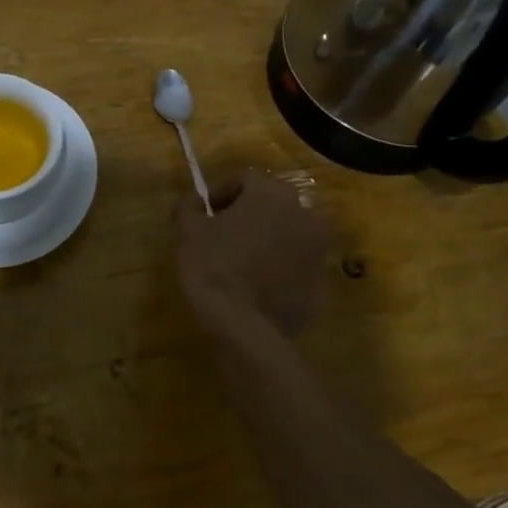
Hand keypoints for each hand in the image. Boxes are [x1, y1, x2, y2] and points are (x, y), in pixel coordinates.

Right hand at [175, 169, 332, 335]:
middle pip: (272, 204)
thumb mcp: (187, 230)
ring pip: (287, 234)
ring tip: (240, 260)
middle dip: (248, 214)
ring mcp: (317, 251)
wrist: (244, 327)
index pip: (246, 179)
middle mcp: (304, 215)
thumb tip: (194, 202)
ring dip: (266, 239)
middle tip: (222, 233)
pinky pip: (296, 265)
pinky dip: (279, 267)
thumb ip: (189, 206)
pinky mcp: (321, 283)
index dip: (221, 192)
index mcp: (272, 194)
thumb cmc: (213, 266)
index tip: (204, 212)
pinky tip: (256, 284)